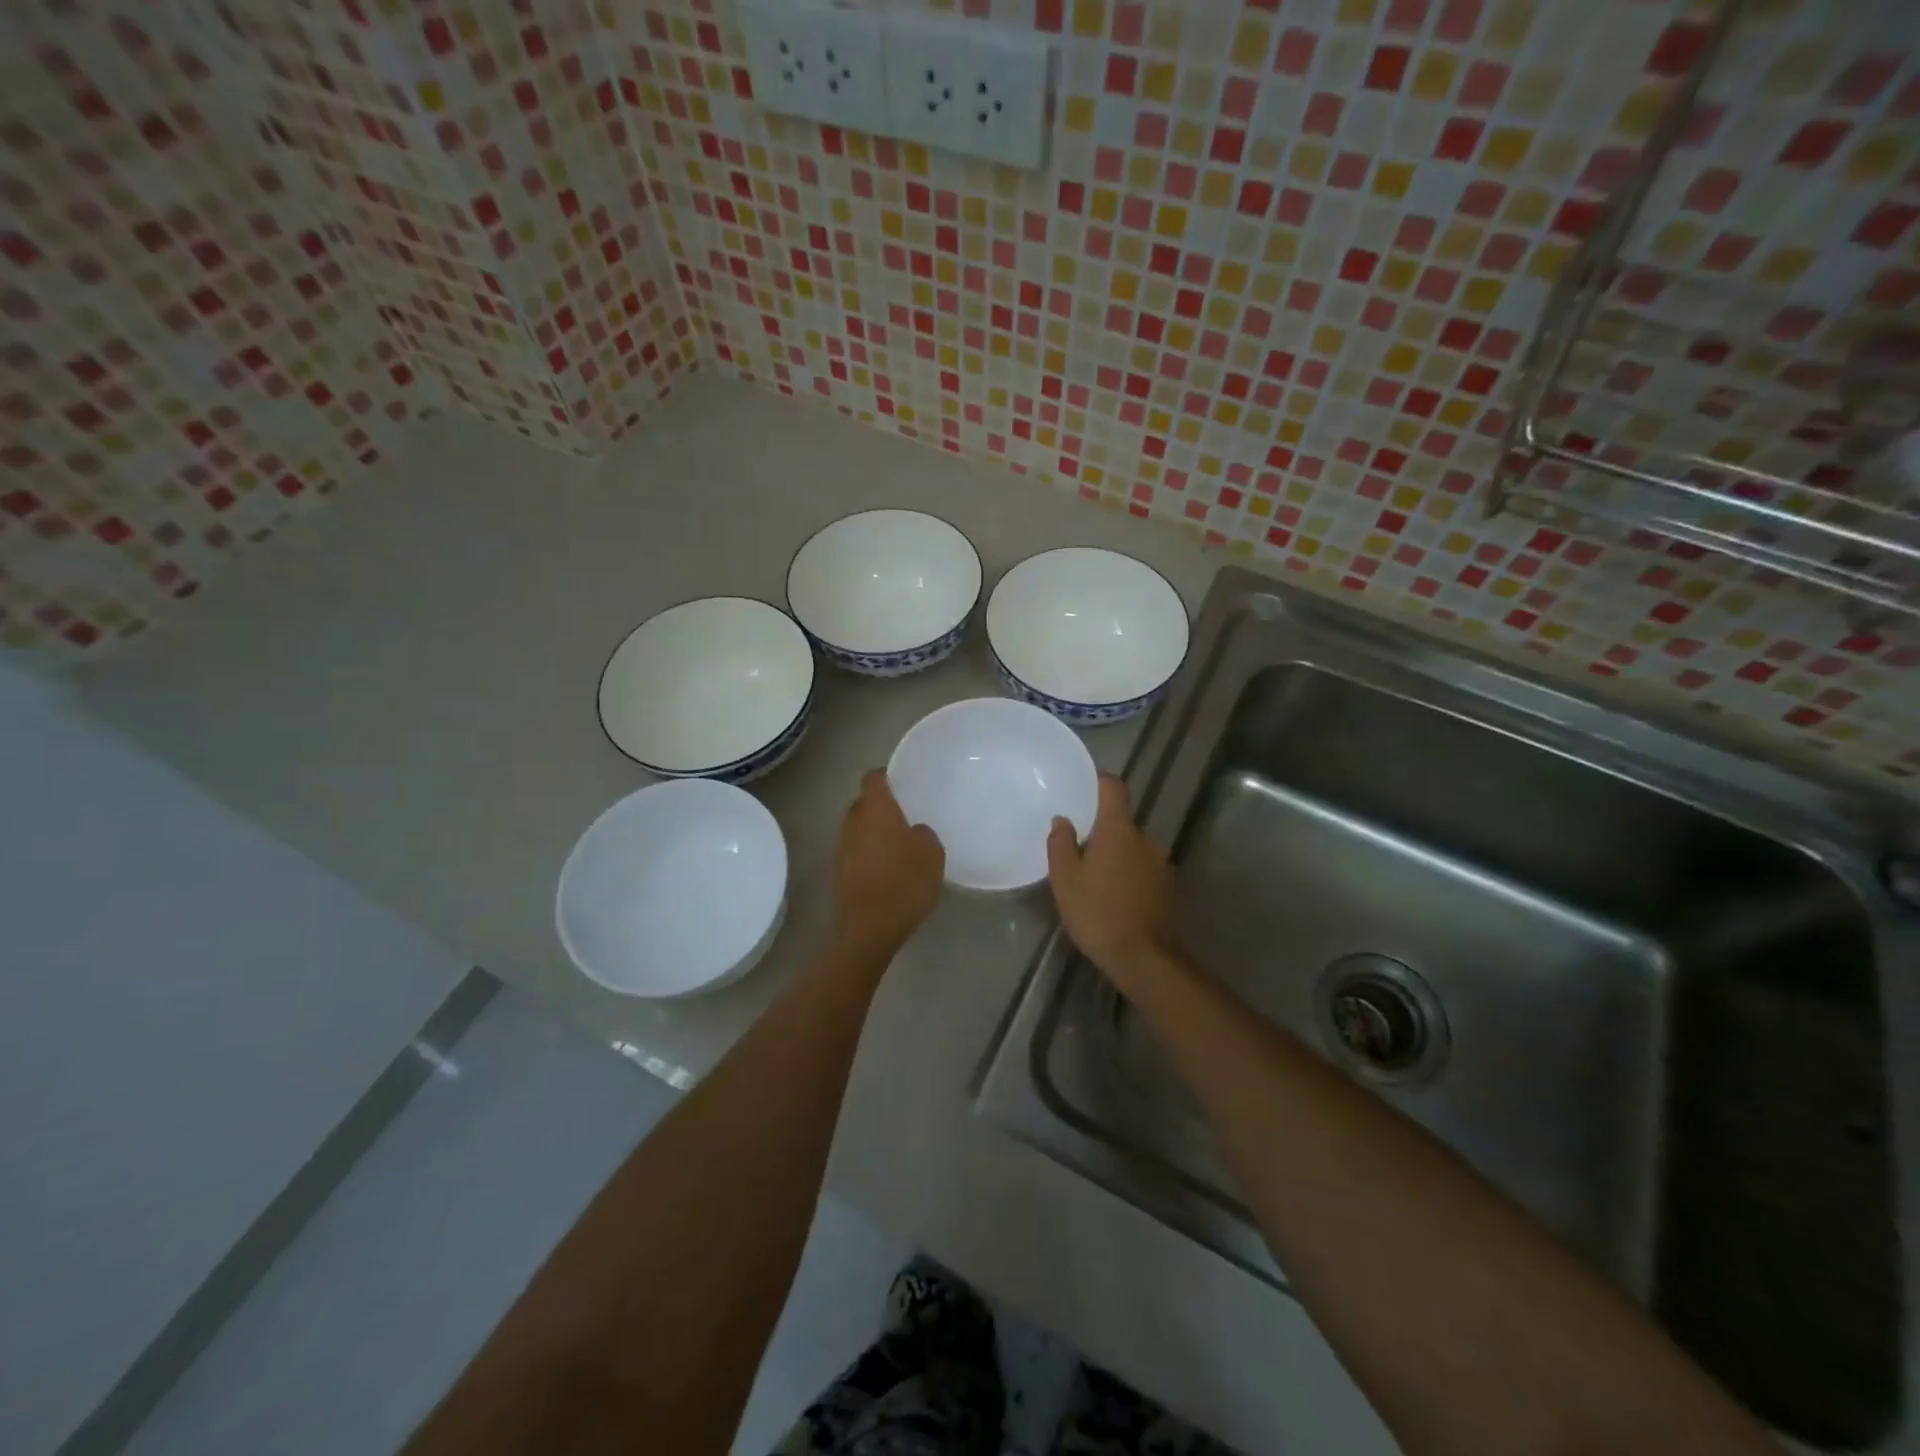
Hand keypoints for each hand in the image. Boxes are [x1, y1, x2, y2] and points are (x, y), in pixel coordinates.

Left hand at [832, 770, 944, 952]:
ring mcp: (842, 847)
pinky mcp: (839, 872)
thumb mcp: (932, 853)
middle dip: (881, 807)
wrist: (869, 926)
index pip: (874, 778)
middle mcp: (853, 821)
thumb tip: (914, 832)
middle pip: (864, 803)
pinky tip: (888, 870)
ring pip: (859, 829)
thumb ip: (924, 834)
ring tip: (898, 846)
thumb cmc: (905, 880)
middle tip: (905, 817)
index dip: (887, 776)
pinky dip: (869, 855)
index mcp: (876, 808)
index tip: (902, 783)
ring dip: (874, 833)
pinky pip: (856, 852)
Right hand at [1047, 774, 1180, 985]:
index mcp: (1119, 829)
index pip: (1114, 788)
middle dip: (1102, 829)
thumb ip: (1061, 843)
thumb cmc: (1098, 913)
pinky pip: (1143, 868)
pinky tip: (1114, 896)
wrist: (1145, 958)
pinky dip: (1129, 874)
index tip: (1084, 785)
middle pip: (1122, 821)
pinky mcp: (1168, 887)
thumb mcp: (1065, 879)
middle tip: (1078, 847)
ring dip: (1116, 854)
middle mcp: (1145, 838)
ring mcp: (1161, 863)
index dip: (1100, 781)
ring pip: (1133, 847)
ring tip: (1094, 877)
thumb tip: (1063, 820)